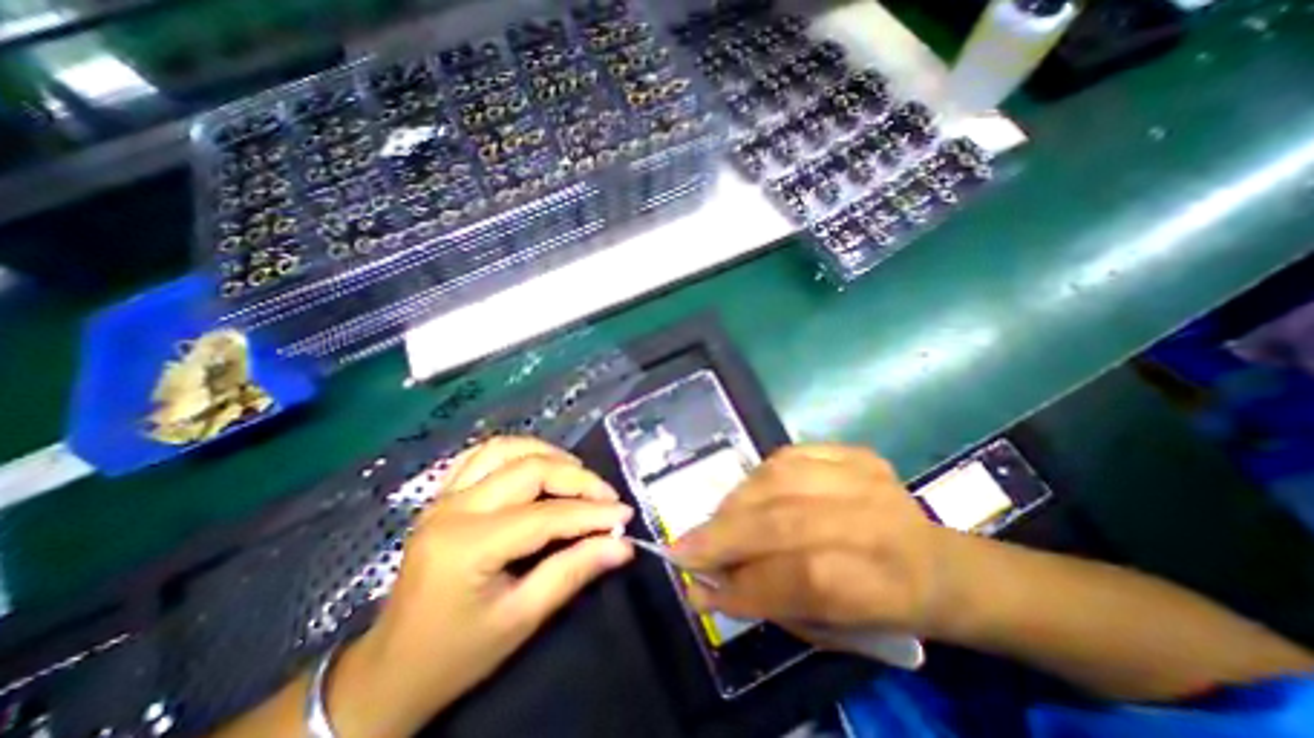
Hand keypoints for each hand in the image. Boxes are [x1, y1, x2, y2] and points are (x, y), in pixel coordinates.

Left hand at [331, 434, 632, 735]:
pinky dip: (517, 452)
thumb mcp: (522, 618)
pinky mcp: (442, 494)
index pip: (545, 515)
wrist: (391, 669)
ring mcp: (444, 496)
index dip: (591, 513)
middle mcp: (454, 509)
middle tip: (606, 497)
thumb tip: (623, 545)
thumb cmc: (457, 653)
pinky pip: (483, 454)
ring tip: (577, 475)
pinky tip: (537, 464)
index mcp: (468, 546)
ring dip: (549, 455)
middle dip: (577, 479)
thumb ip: (574, 572)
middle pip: (529, 469)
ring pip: (506, 449)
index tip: (624, 515)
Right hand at [671, 445, 949, 646]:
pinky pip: (789, 455)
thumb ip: (770, 602)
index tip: (698, 588)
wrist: (938, 562)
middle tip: (683, 547)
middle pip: (785, 520)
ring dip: (735, 501)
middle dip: (725, 536)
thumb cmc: (883, 606)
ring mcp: (864, 475)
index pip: (803, 577)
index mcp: (886, 581)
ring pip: (780, 478)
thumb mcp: (836, 628)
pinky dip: (758, 475)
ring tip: (714, 521)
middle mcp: (876, 518)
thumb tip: (704, 588)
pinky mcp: (853, 452)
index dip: (745, 583)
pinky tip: (747, 494)